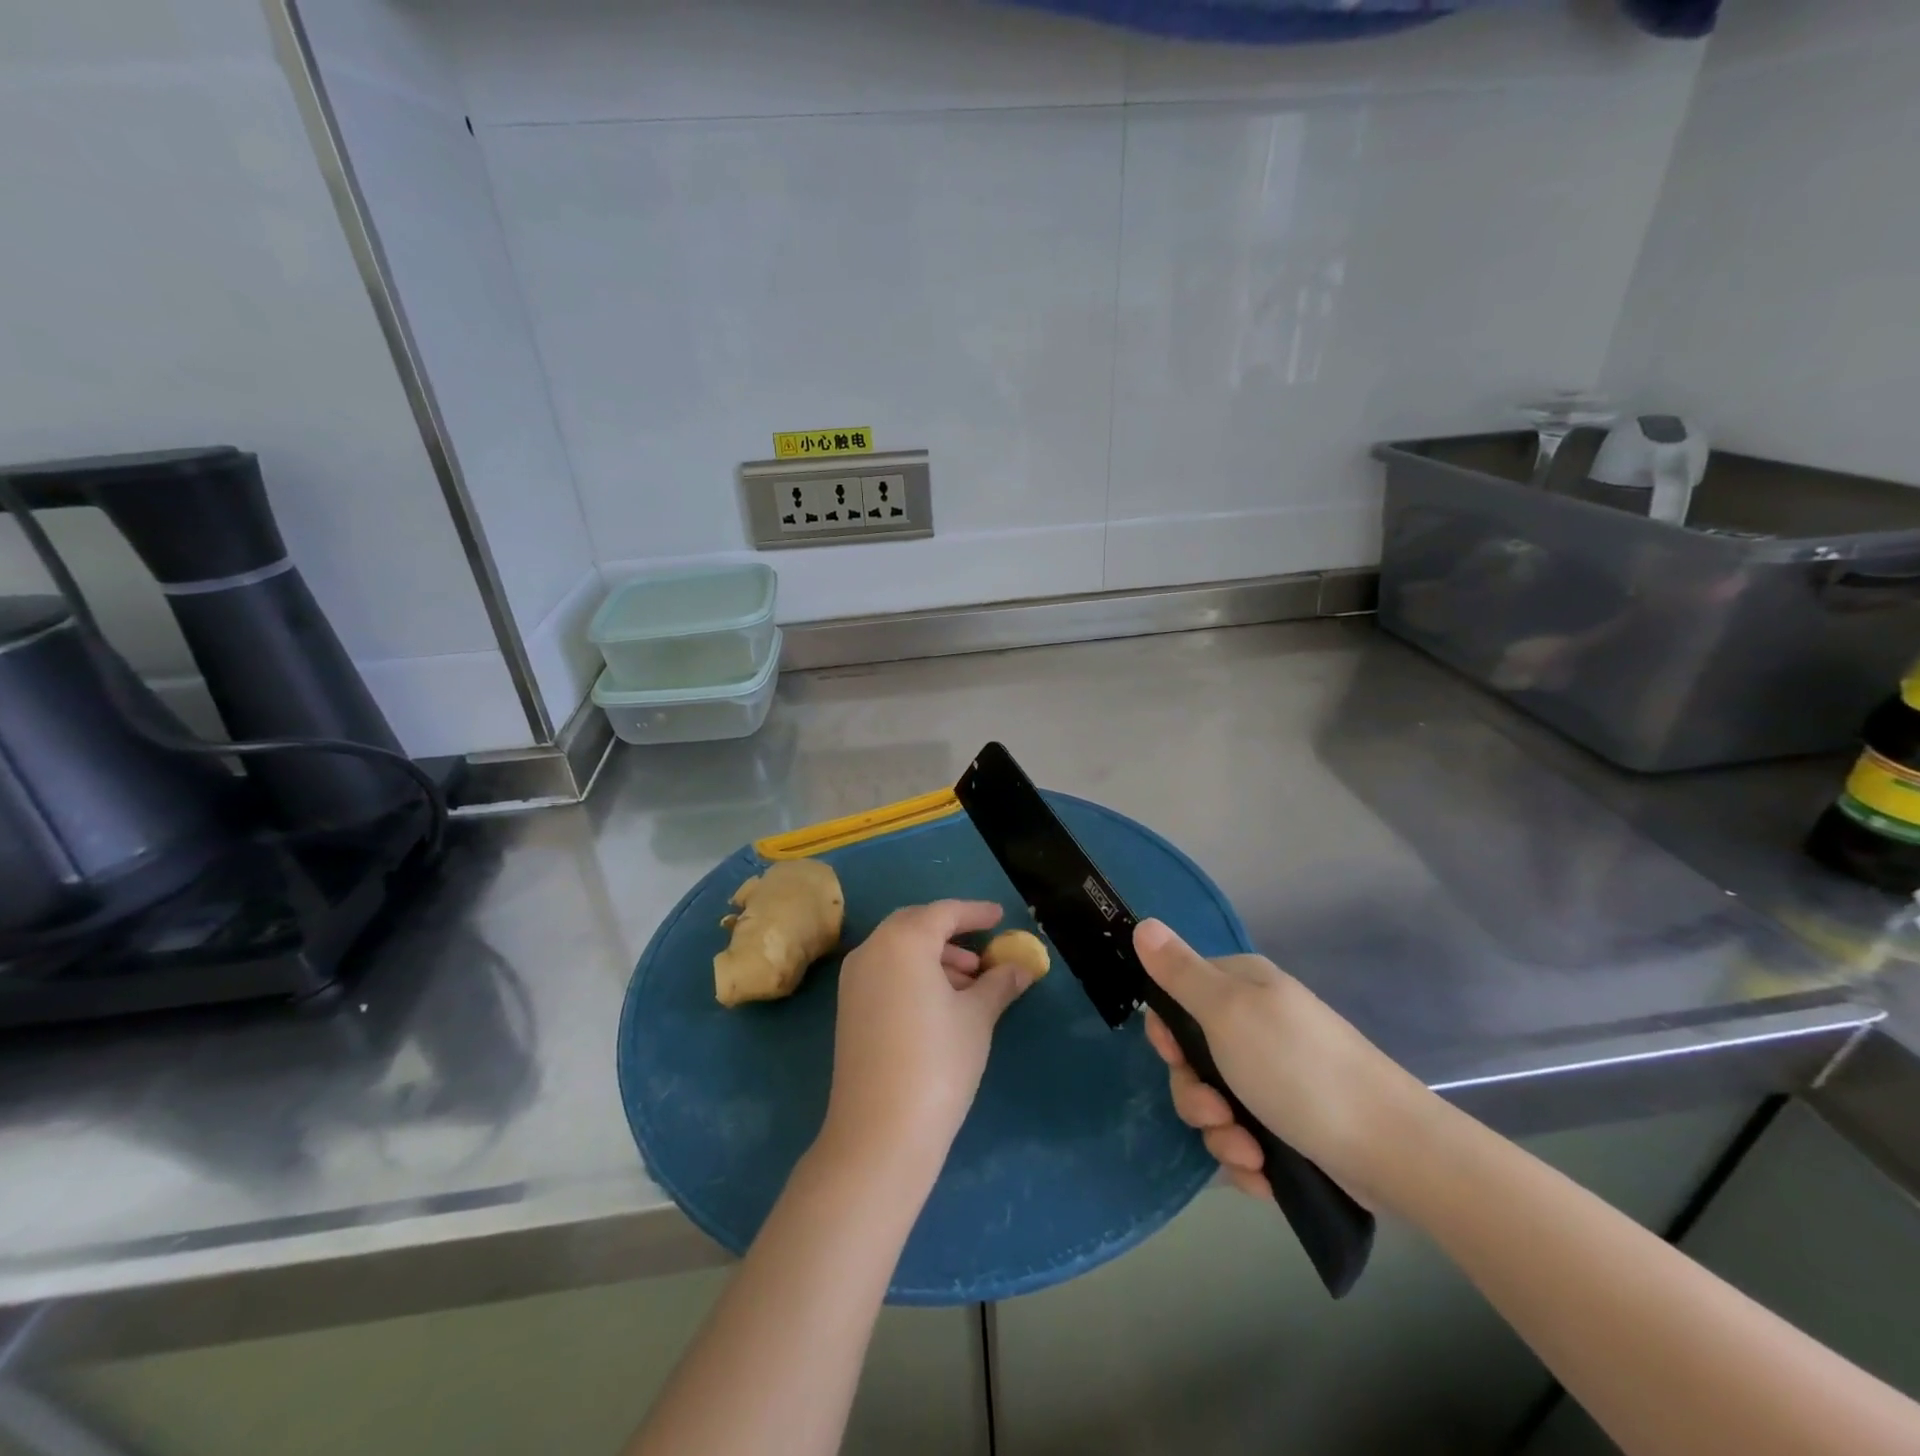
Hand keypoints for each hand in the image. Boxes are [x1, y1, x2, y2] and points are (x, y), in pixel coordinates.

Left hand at [822, 901, 1036, 1173]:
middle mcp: (872, 950)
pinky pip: (886, 972)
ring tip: (971, 983)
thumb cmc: (938, 1062)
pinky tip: (942, 1003)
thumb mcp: (977, 1017)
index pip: (944, 913)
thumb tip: (1021, 968)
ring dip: (934, 957)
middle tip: (982, 950)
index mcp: (903, 941)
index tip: (1000, 916)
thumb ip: (999, 984)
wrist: (879, 1131)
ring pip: (899, 950)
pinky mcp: (849, 1008)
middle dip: (951, 932)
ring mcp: (854, 980)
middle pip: (915, 925)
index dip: (975, 912)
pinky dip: (914, 974)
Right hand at [1135, 919, 1432, 1209]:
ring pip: (1214, 1103)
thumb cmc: (1300, 1070)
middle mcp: (1256, 1026)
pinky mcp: (1290, 1124)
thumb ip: (1179, 972)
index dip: (1166, 1030)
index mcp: (1241, 989)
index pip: (1177, 996)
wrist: (1393, 1150)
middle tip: (1216, 1113)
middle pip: (1191, 1058)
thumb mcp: (1228, 1012)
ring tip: (1250, 1153)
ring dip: (1221, 1133)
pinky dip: (1247, 1159)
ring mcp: (1275, 1076)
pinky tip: (1264, 1173)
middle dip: (1195, 1095)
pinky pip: (1243, 1138)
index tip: (1173, 1055)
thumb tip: (1143, 923)